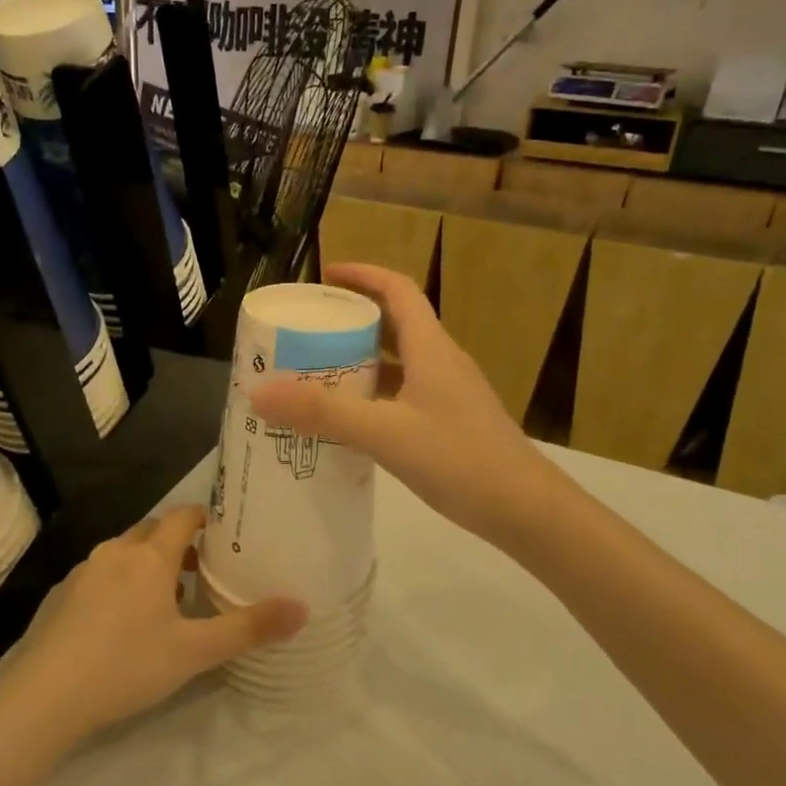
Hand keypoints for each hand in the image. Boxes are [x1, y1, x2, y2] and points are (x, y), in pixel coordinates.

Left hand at [0, 506, 305, 746]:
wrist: (45, 697)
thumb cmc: (127, 665)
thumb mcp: (195, 652)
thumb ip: (248, 628)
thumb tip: (302, 608)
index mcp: (149, 557)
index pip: (183, 516)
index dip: (205, 519)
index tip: (223, 535)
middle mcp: (115, 552)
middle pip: (152, 531)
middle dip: (177, 544)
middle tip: (200, 572)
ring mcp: (83, 572)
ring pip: (123, 553)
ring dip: (146, 565)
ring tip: (165, 601)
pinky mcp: (61, 595)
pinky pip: (99, 575)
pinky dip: (118, 584)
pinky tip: (120, 624)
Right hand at [250, 263, 556, 547]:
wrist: (526, 510)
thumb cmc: (461, 460)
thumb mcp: (385, 434)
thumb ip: (323, 413)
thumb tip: (259, 390)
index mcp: (431, 348)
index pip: (397, 290)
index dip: (362, 275)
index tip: (323, 277)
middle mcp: (441, 362)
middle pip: (395, 323)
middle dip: (352, 319)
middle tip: (308, 331)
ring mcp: (448, 395)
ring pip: (398, 363)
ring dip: (361, 360)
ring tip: (316, 373)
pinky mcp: (449, 424)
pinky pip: (402, 395)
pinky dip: (373, 396)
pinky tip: (349, 421)